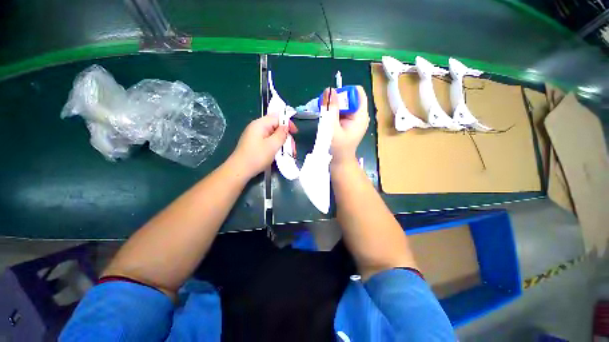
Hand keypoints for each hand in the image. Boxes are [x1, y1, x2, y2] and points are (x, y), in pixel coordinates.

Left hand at [230, 113, 297, 177]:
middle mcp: (257, 127)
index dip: (288, 123)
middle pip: (275, 126)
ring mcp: (255, 135)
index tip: (295, 132)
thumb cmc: (257, 157)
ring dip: (282, 142)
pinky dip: (275, 145)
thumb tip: (286, 127)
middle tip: (292, 147)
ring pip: (273, 134)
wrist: (240, 170)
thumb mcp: (272, 145)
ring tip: (288, 152)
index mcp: (260, 124)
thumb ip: (281, 134)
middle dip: (285, 135)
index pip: (277, 117)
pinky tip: (279, 153)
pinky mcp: (254, 143)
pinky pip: (268, 140)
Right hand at [323, 86, 369, 164]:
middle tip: (325, 108)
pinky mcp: (348, 123)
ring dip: (333, 106)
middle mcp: (359, 115)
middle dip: (336, 99)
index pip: (357, 93)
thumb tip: (329, 90)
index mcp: (361, 116)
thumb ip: (331, 110)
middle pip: (349, 97)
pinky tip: (326, 118)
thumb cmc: (337, 148)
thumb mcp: (333, 128)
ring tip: (324, 114)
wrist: (339, 162)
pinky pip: (341, 111)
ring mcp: (353, 119)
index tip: (332, 100)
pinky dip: (333, 112)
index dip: (345, 92)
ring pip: (344, 104)